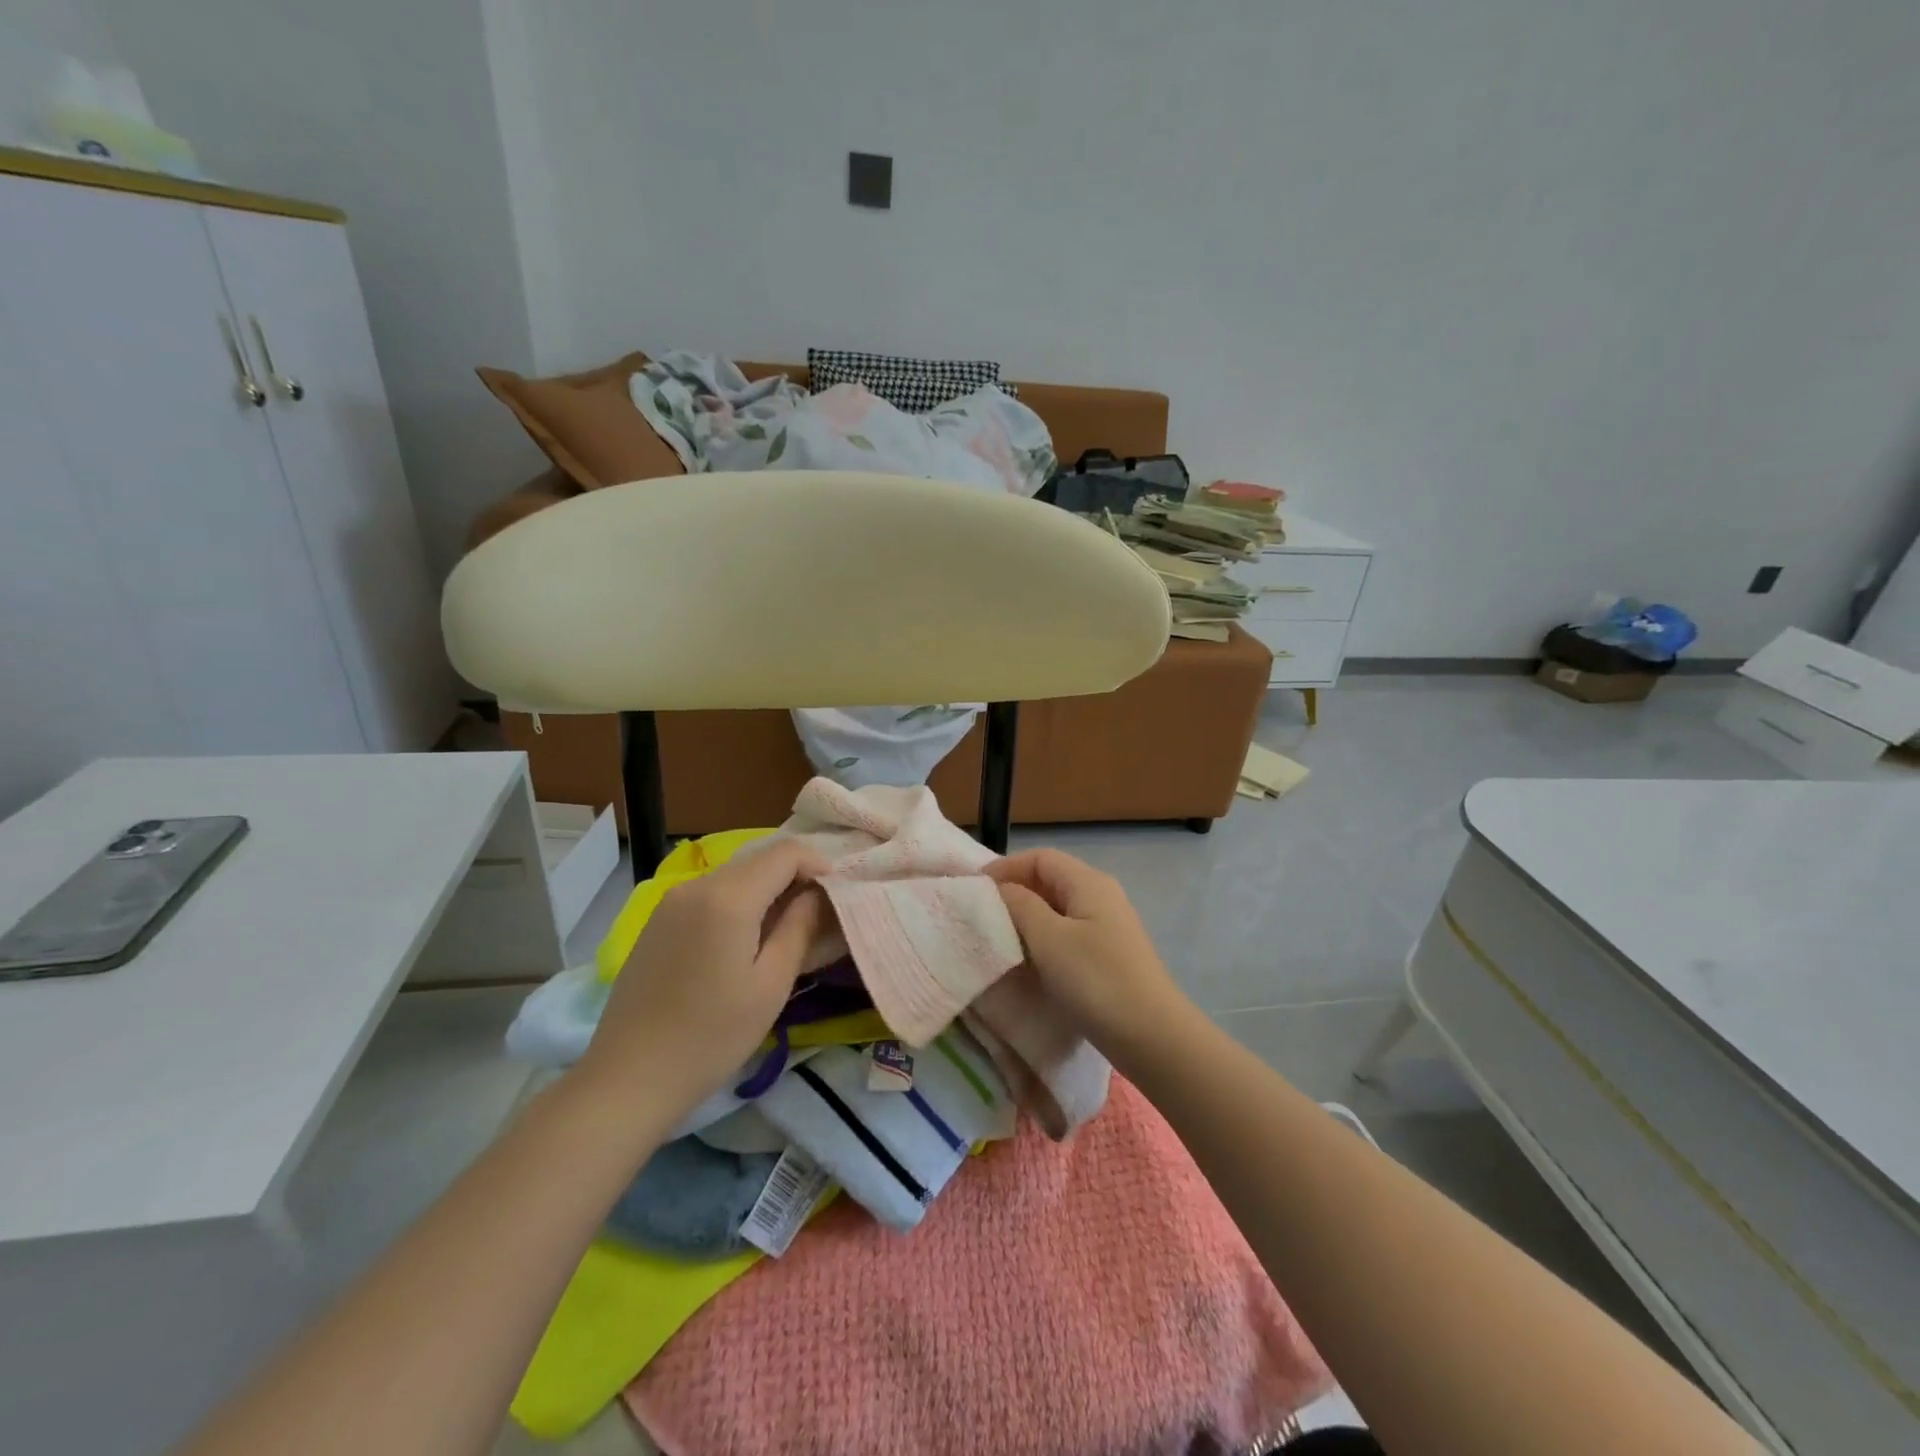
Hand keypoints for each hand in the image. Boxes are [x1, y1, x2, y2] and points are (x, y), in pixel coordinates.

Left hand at [576, 840, 830, 1123]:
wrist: (628, 1079)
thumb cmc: (711, 1036)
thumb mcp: (771, 984)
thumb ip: (800, 926)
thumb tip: (819, 892)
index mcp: (728, 897)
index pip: (786, 852)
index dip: (818, 864)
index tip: (837, 894)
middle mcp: (697, 885)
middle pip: (759, 860)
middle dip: (795, 877)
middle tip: (818, 914)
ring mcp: (671, 901)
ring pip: (735, 876)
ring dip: (767, 890)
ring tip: (786, 929)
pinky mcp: (658, 921)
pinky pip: (710, 894)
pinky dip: (739, 902)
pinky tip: (745, 940)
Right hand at [986, 849, 1191, 1053]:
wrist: (1152, 1036)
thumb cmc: (1096, 980)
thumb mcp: (1049, 939)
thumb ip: (1020, 905)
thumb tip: (1000, 888)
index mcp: (1089, 883)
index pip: (1040, 858)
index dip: (1006, 867)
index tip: (975, 889)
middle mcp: (1101, 896)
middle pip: (1050, 879)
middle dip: (1014, 891)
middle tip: (982, 914)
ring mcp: (1107, 926)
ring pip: (1058, 908)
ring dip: (1027, 917)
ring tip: (999, 937)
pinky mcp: (1108, 954)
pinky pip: (1068, 933)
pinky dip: (1043, 938)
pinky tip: (1029, 960)